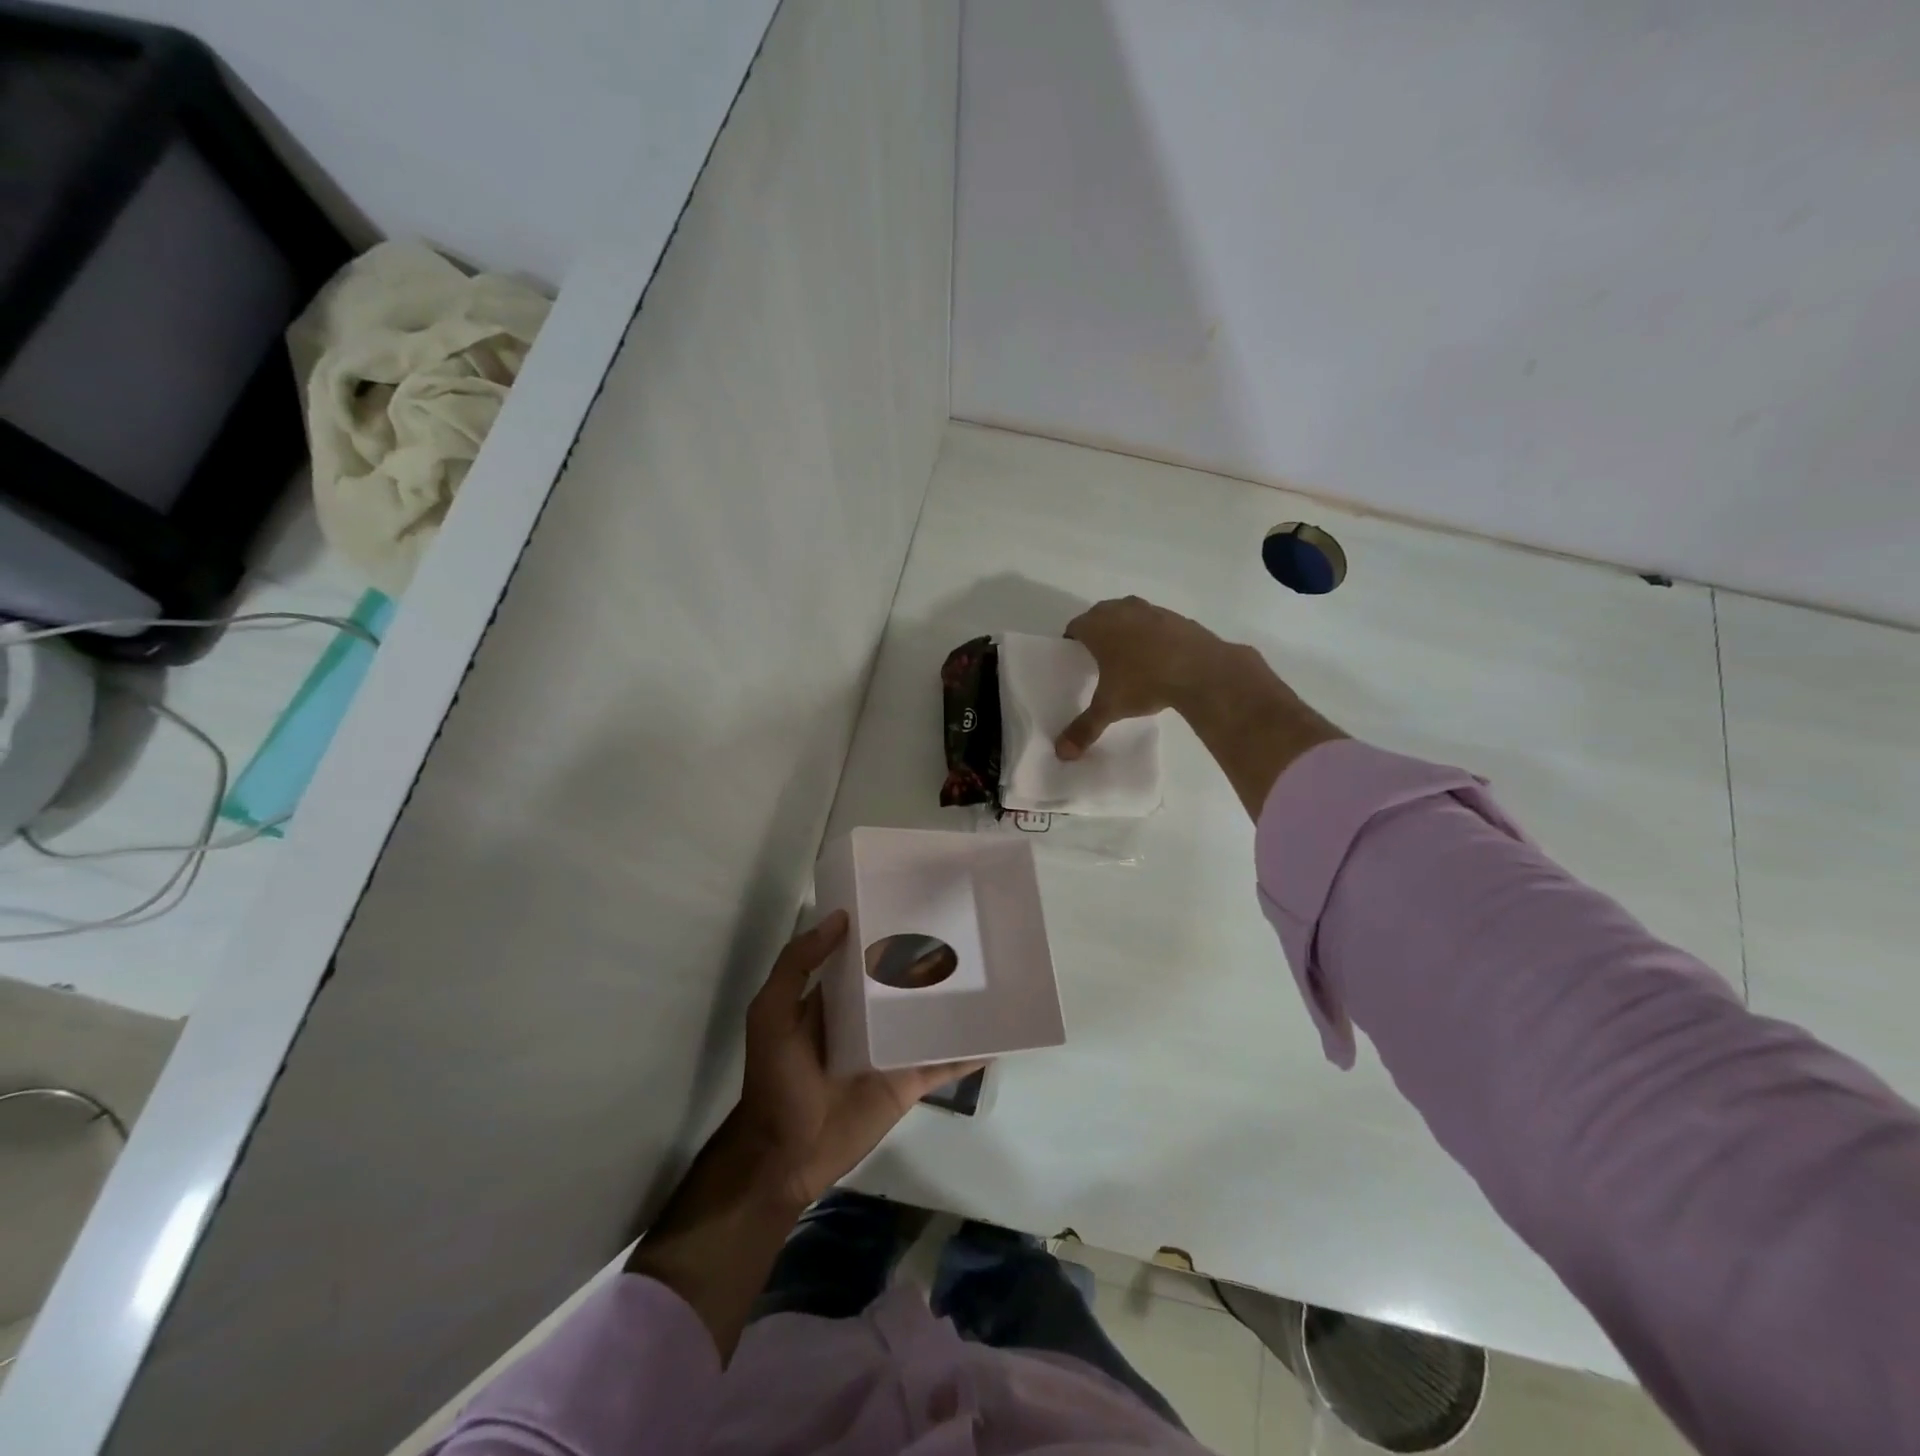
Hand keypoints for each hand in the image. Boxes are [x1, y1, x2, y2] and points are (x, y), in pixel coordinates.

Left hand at [739, 911, 982, 1206]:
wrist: (786, 1157)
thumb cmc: (777, 1080)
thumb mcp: (771, 1014)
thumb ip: (797, 965)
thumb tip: (839, 918)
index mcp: (835, 998)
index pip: (864, 955)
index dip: (884, 929)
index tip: (917, 898)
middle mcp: (867, 1018)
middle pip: (903, 982)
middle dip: (929, 958)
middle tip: (969, 925)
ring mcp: (892, 1050)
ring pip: (929, 1016)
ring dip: (955, 998)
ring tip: (993, 968)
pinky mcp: (909, 1081)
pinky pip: (945, 1062)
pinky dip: (970, 1050)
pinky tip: (999, 1032)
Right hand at [1055, 596, 1231, 758]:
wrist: (1201, 669)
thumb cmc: (1144, 682)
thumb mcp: (1110, 708)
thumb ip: (1084, 728)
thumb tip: (1063, 754)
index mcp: (1098, 626)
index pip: (1075, 627)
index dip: (1072, 641)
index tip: (1075, 657)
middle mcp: (1121, 610)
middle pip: (1100, 615)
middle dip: (1097, 631)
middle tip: (1098, 656)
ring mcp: (1151, 610)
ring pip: (1129, 614)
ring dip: (1125, 628)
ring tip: (1128, 655)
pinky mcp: (1177, 617)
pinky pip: (1155, 622)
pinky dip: (1151, 634)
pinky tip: (1158, 656)